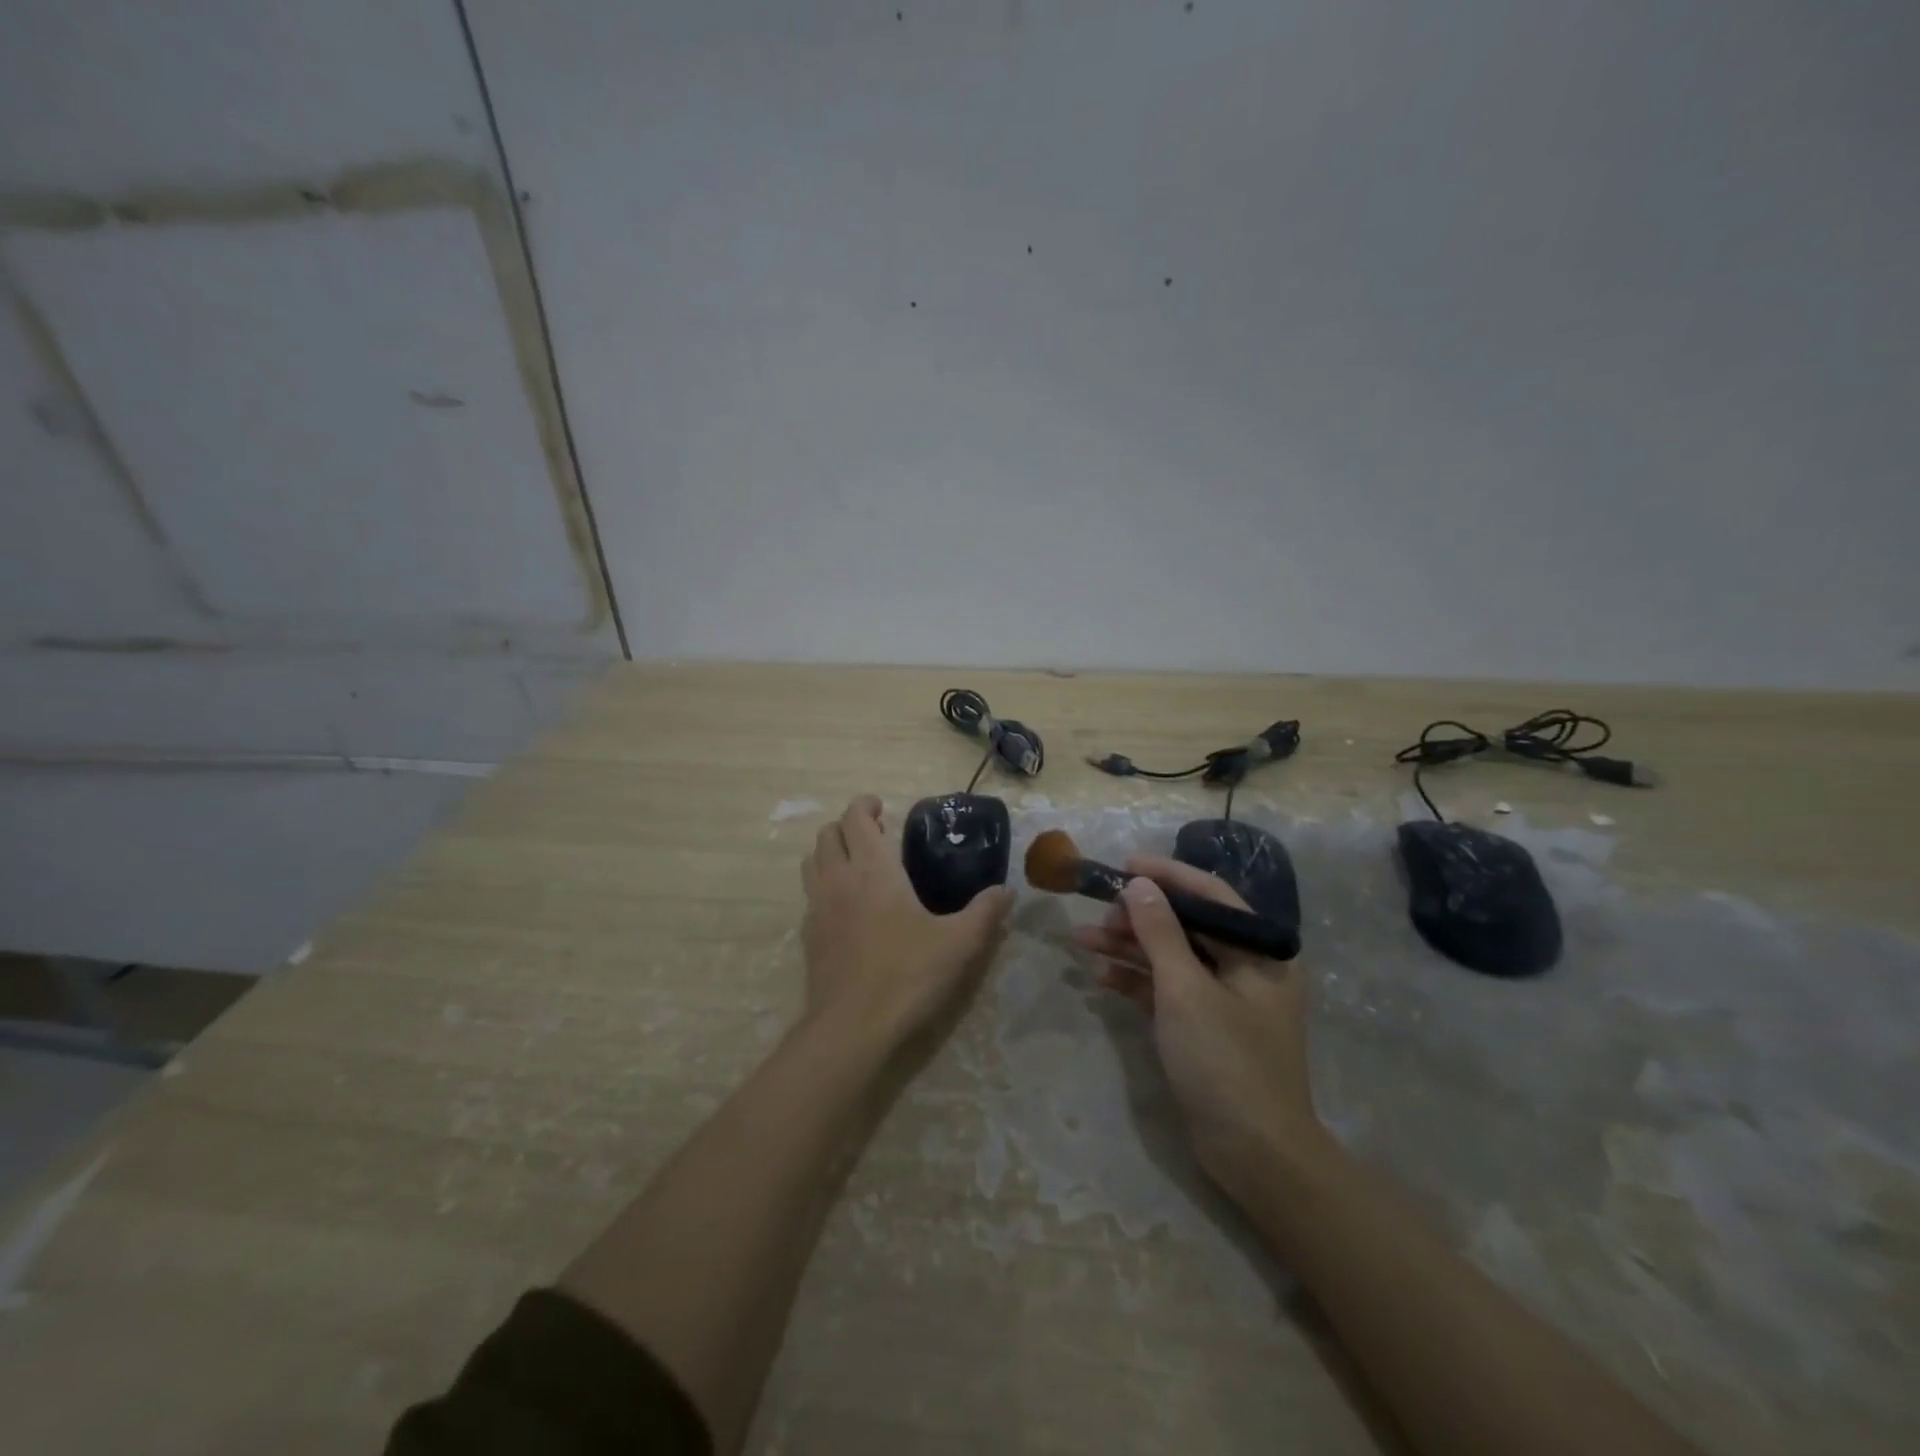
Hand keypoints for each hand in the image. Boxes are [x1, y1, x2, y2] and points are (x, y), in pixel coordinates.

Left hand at [800, 796, 1010, 1050]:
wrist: (852, 1027)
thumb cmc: (908, 974)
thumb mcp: (959, 943)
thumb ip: (985, 912)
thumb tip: (1007, 892)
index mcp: (873, 870)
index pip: (855, 818)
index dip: (864, 805)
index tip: (881, 807)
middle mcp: (839, 879)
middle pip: (828, 835)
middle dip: (847, 826)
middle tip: (874, 835)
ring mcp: (818, 908)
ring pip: (812, 862)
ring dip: (831, 852)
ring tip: (857, 864)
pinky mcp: (809, 937)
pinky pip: (810, 895)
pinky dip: (824, 886)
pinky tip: (848, 908)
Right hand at [1072, 856, 1320, 1196]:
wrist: (1255, 1156)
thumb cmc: (1226, 1061)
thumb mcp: (1186, 990)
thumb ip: (1160, 933)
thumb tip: (1137, 884)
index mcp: (1259, 951)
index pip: (1210, 895)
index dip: (1166, 875)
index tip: (1124, 865)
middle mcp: (1245, 968)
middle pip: (1186, 926)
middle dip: (1138, 917)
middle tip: (1097, 915)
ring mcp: (1222, 999)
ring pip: (1170, 958)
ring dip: (1128, 948)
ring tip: (1081, 941)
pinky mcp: (1202, 1027)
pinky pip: (1166, 990)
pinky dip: (1135, 982)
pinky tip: (1100, 977)